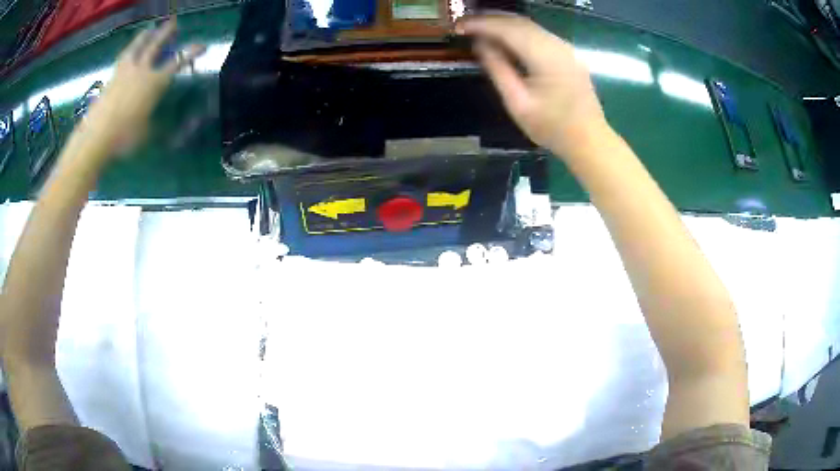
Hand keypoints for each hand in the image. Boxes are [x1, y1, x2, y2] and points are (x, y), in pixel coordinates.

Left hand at [83, 18, 204, 154]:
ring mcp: (124, 72)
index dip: (191, 53)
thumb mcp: (146, 132)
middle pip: (156, 45)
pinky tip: (129, 52)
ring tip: (148, 30)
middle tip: (173, 23)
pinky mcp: (111, 78)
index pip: (177, 62)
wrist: (96, 137)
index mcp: (154, 82)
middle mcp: (141, 71)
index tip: (202, 45)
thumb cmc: (125, 137)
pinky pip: (123, 58)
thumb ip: (155, 122)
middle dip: (166, 33)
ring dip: (144, 37)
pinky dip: (128, 52)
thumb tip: (162, 123)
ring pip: (136, 47)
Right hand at [457, 15, 606, 157]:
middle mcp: (557, 45)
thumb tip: (480, 45)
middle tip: (464, 24)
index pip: (507, 29)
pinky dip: (518, 31)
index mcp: (546, 57)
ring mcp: (565, 48)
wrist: (589, 140)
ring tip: (479, 28)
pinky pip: (539, 34)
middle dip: (490, 19)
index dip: (481, 24)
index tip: (458, 26)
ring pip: (529, 25)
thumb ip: (498, 69)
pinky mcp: (568, 54)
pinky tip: (504, 38)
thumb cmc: (552, 128)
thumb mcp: (518, 103)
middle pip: (519, 22)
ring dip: (503, 23)